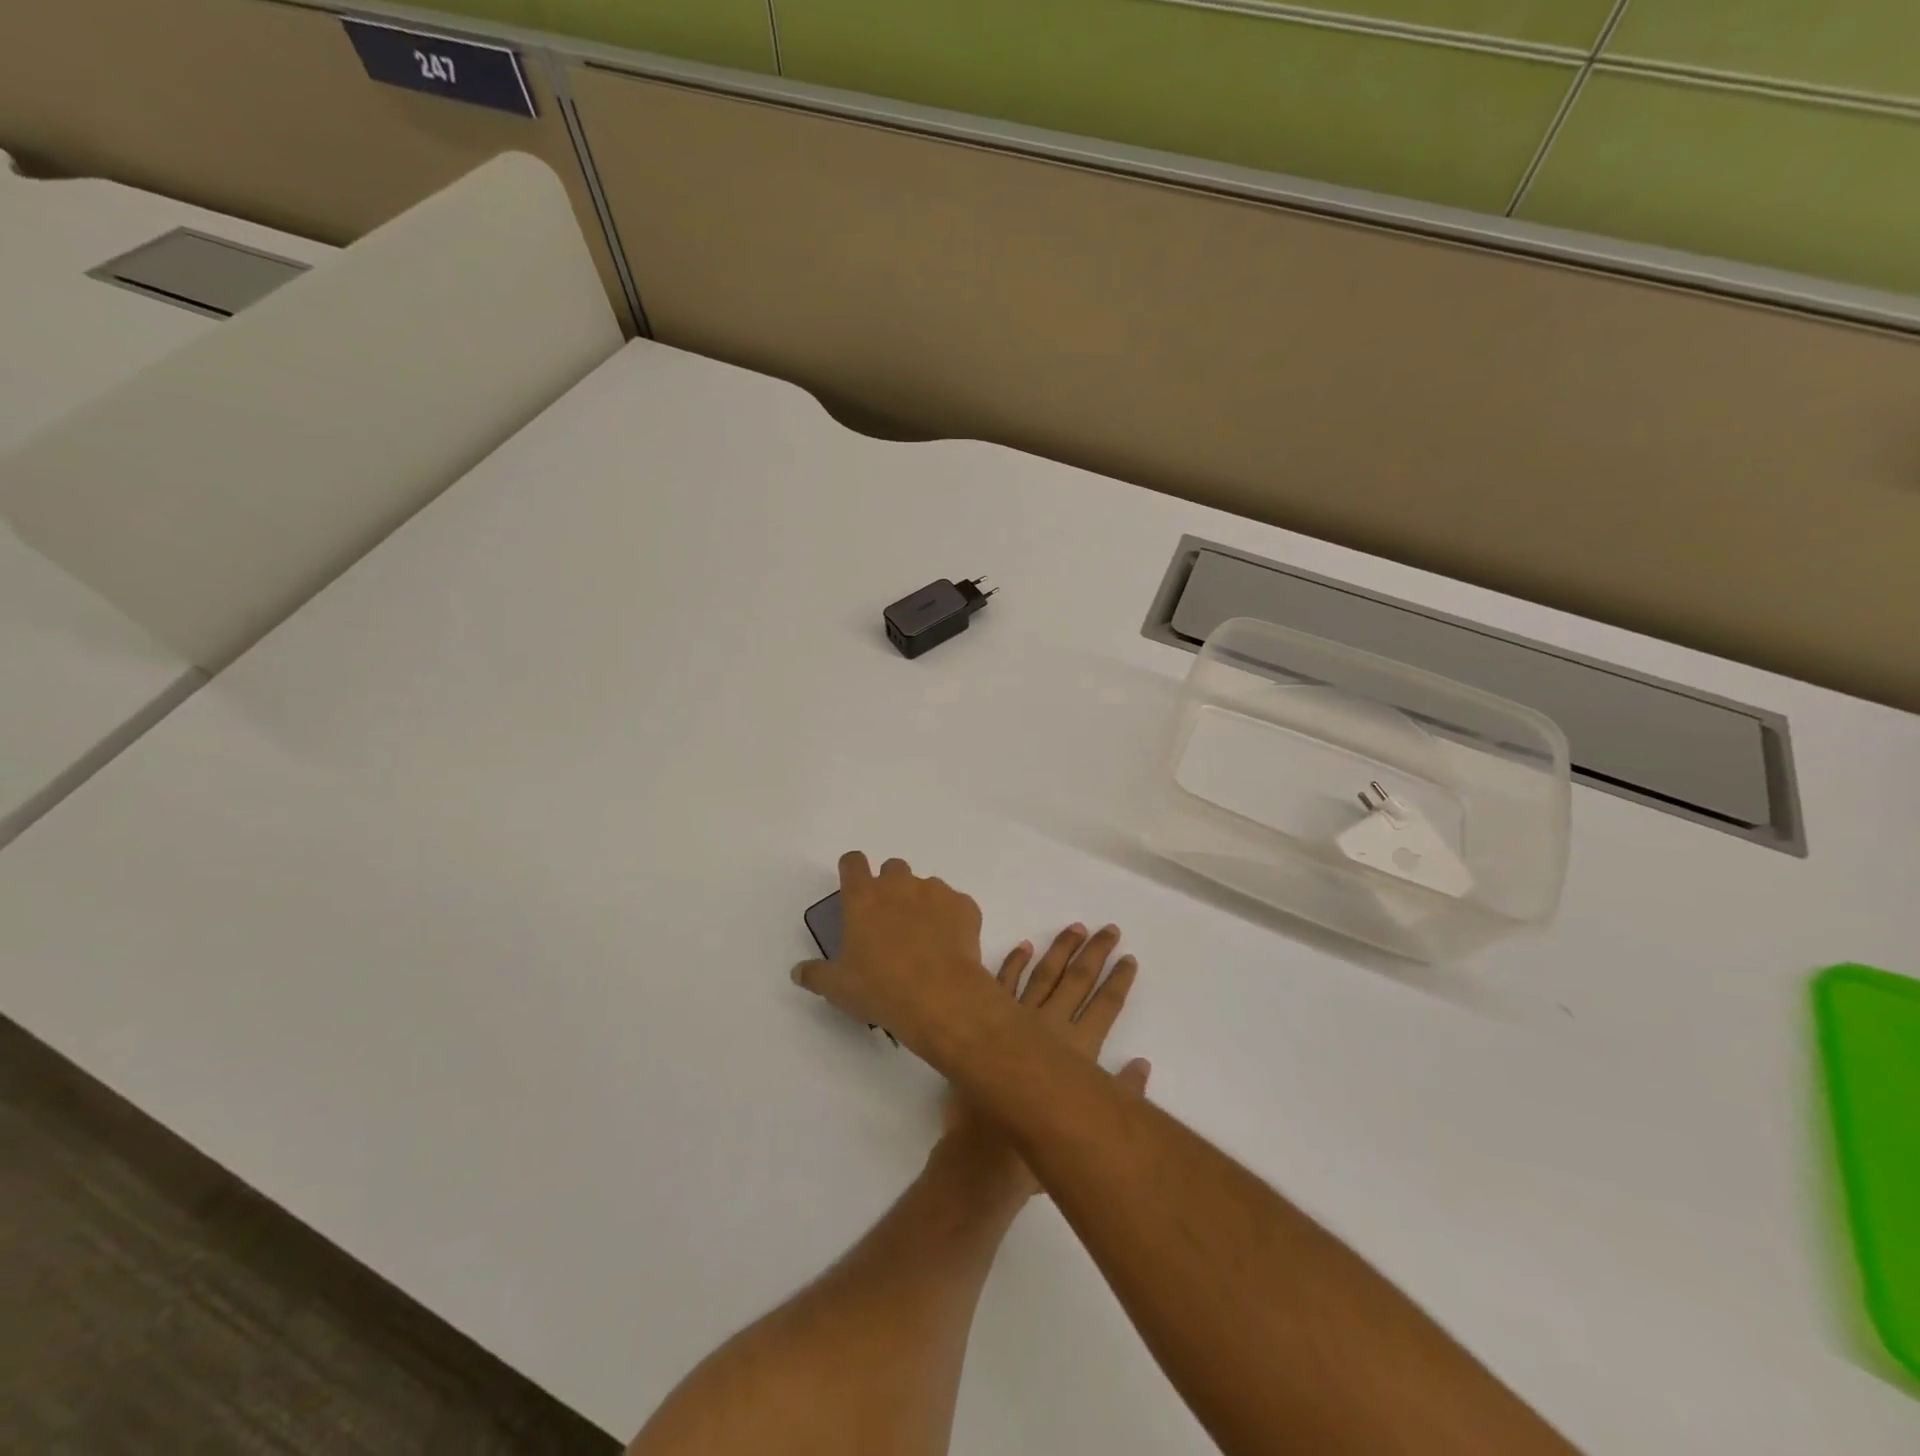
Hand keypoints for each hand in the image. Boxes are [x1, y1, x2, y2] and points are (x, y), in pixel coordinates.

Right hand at [792, 851, 993, 1050]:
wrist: (941, 997)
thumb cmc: (881, 989)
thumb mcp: (838, 987)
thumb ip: (816, 974)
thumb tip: (798, 971)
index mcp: (864, 898)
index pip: (853, 862)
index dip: (852, 870)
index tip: (854, 886)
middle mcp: (899, 885)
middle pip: (893, 868)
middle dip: (890, 886)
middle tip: (889, 920)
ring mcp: (935, 892)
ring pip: (926, 886)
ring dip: (922, 903)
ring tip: (923, 939)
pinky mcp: (964, 906)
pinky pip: (955, 904)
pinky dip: (951, 918)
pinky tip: (949, 946)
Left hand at [942, 924, 1150, 1199]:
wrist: (984, 1156)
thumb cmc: (1038, 1148)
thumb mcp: (1090, 1127)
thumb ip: (1119, 1093)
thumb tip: (1142, 1064)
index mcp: (1078, 1050)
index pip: (1106, 1006)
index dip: (1119, 981)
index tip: (1129, 958)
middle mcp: (1051, 1027)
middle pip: (1078, 980)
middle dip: (1096, 953)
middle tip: (1109, 929)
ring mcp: (1017, 1020)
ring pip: (1044, 974)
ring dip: (1060, 950)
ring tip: (1075, 928)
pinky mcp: (988, 1021)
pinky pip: (1003, 983)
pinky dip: (1014, 963)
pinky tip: (1024, 946)